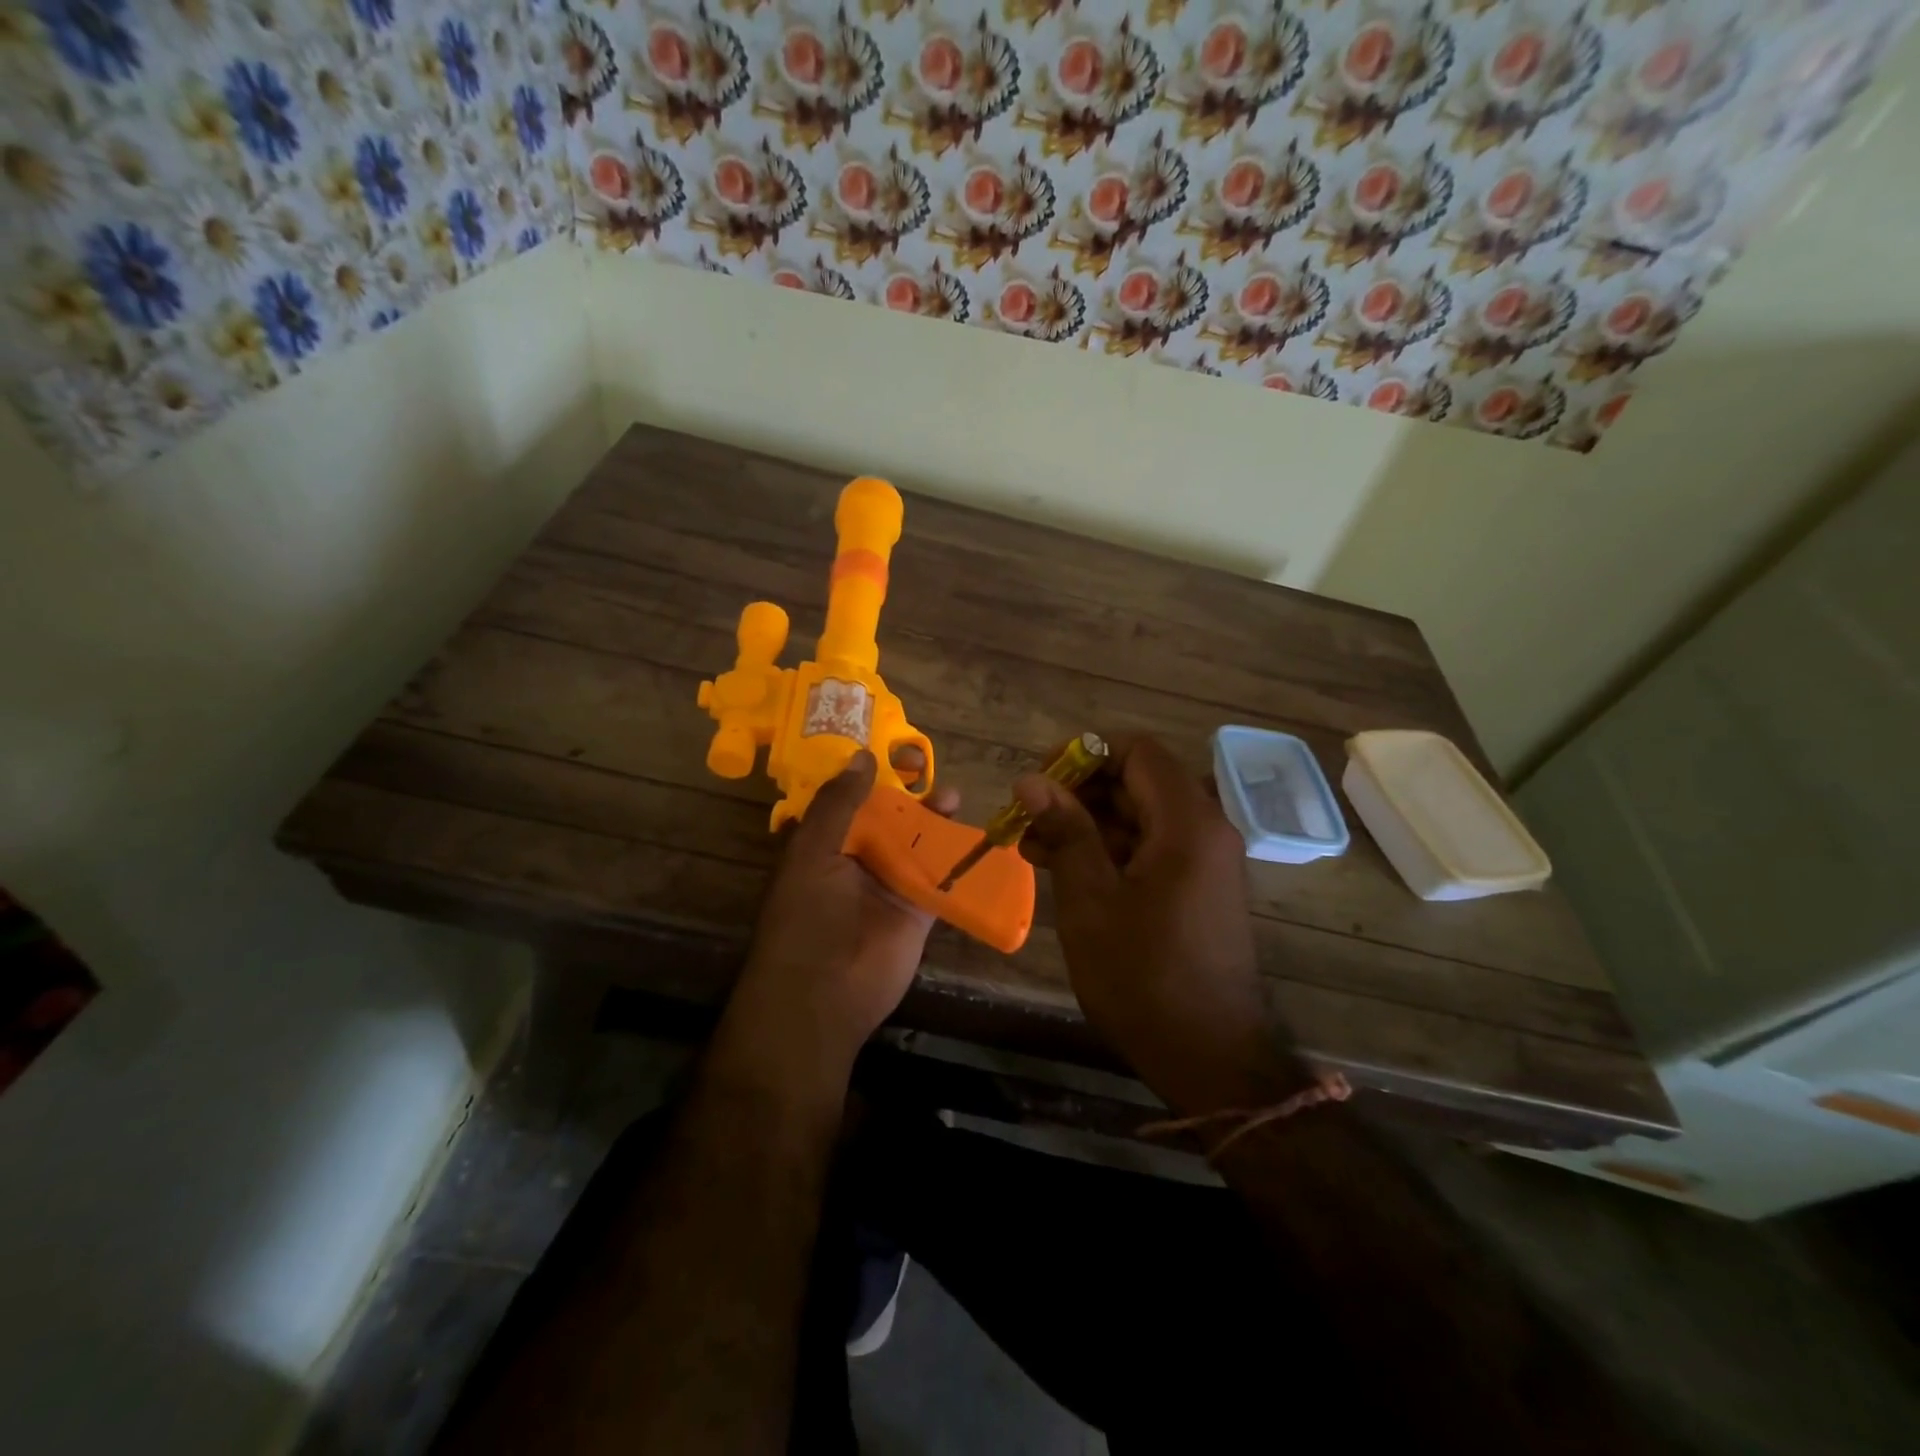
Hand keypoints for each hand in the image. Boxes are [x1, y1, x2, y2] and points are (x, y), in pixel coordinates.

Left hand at [715, 747, 957, 1102]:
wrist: (824, 996)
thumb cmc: (807, 918)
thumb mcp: (813, 852)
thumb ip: (837, 805)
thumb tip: (862, 755)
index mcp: (823, 843)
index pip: (846, 798)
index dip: (867, 773)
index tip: (891, 747)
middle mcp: (855, 860)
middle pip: (886, 817)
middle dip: (907, 793)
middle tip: (928, 766)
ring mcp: (888, 886)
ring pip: (915, 843)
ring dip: (933, 820)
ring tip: (954, 796)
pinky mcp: (917, 911)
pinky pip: (940, 878)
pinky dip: (956, 859)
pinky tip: (975, 836)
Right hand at [1015, 735, 1305, 1117]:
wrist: (1209, 1058)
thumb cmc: (1143, 976)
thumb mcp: (1091, 900)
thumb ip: (1065, 830)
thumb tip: (1031, 779)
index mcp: (1187, 823)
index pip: (1137, 751)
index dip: (1085, 755)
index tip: (1041, 781)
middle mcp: (1205, 830)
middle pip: (1137, 782)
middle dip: (1078, 793)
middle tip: (1027, 818)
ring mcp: (1204, 861)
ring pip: (1139, 817)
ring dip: (1087, 825)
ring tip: (1032, 847)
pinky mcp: (1197, 888)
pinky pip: (1150, 849)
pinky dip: (1109, 851)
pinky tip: (1064, 871)